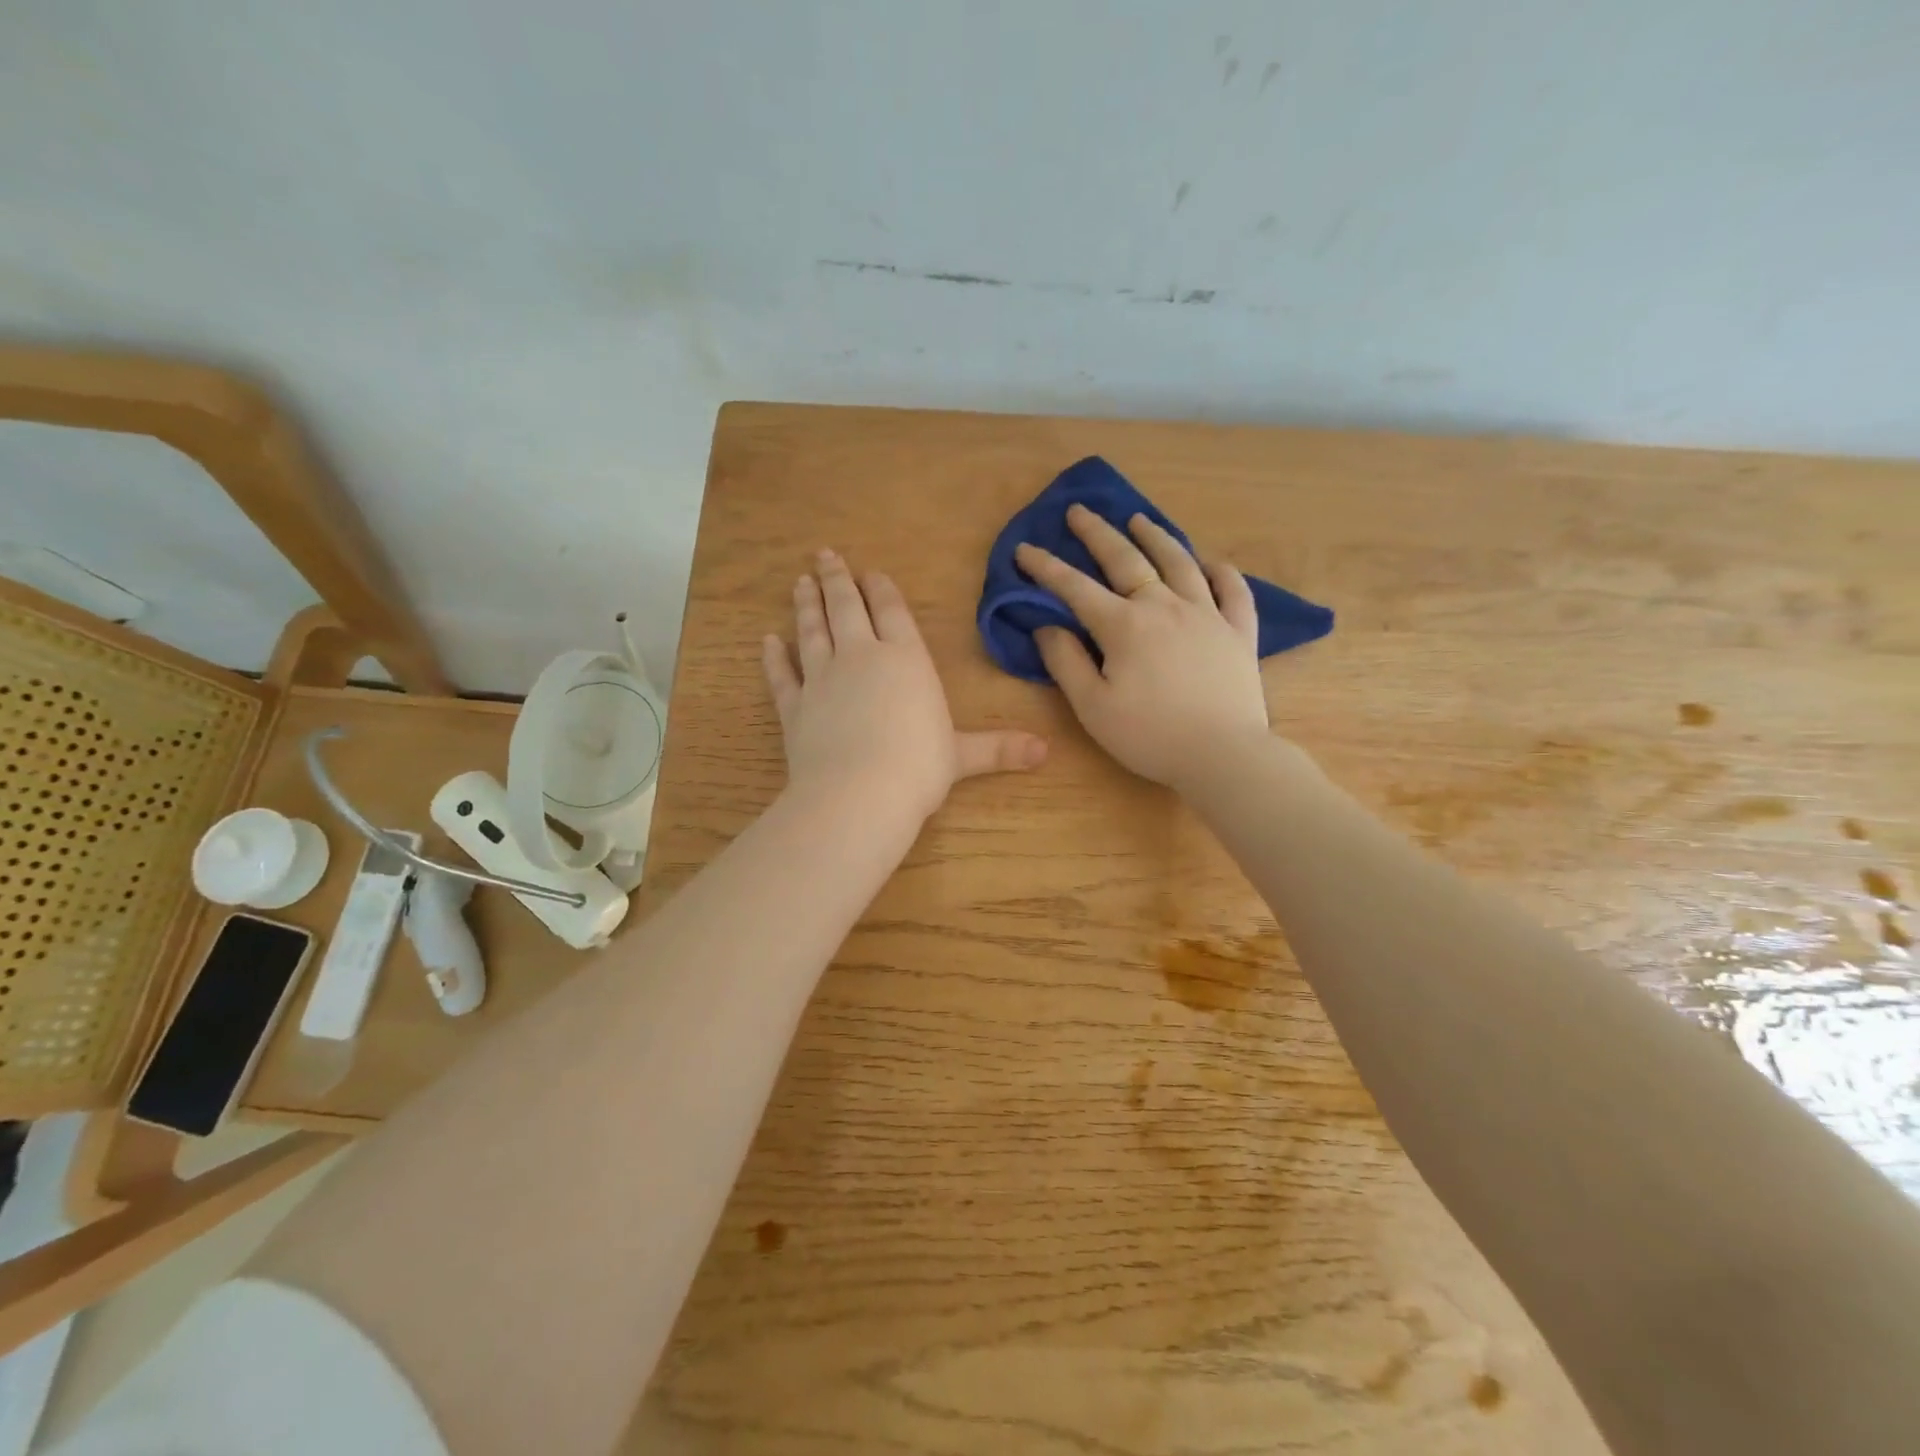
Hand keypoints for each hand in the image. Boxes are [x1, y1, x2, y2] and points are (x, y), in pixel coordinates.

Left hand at [763, 549, 1047, 822]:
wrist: (860, 793)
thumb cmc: (919, 768)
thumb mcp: (963, 757)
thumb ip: (998, 748)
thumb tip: (1045, 751)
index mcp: (906, 660)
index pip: (892, 613)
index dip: (881, 589)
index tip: (870, 572)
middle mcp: (861, 657)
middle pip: (847, 608)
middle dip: (837, 580)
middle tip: (825, 555)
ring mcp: (822, 678)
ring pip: (812, 631)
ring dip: (806, 605)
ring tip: (801, 582)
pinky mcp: (794, 706)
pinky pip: (781, 675)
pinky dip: (773, 657)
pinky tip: (767, 641)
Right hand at [1015, 505, 1269, 790]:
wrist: (1223, 755)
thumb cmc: (1149, 736)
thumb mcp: (1092, 707)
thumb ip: (1065, 663)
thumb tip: (1048, 626)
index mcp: (1124, 625)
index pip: (1075, 587)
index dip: (1046, 567)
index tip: (1024, 548)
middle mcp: (1164, 606)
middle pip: (1126, 559)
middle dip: (1097, 533)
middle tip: (1079, 511)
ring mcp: (1207, 614)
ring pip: (1179, 562)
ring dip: (1155, 536)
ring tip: (1138, 519)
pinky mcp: (1239, 631)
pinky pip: (1232, 589)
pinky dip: (1219, 570)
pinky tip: (1209, 561)